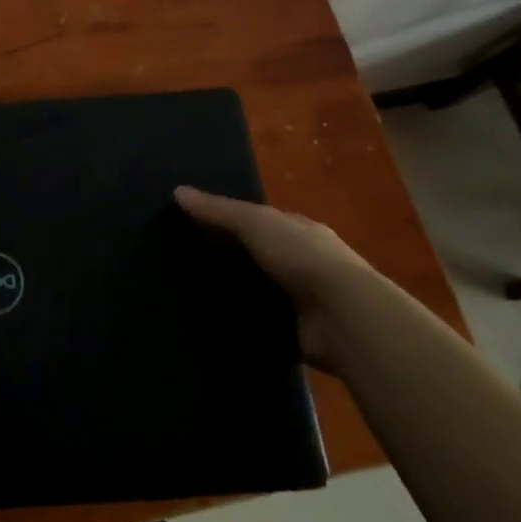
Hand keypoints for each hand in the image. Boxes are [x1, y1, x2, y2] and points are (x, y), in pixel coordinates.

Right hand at [174, 185, 384, 371]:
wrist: (342, 316)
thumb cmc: (301, 256)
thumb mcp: (255, 223)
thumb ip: (218, 210)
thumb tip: (177, 191)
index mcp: (299, 229)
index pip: (259, 220)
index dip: (228, 220)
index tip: (192, 225)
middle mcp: (303, 261)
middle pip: (258, 254)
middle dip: (230, 257)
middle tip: (184, 261)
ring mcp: (303, 298)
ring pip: (260, 288)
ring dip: (235, 291)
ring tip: (191, 293)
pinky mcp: (297, 330)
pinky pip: (262, 321)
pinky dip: (243, 320)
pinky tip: (214, 321)